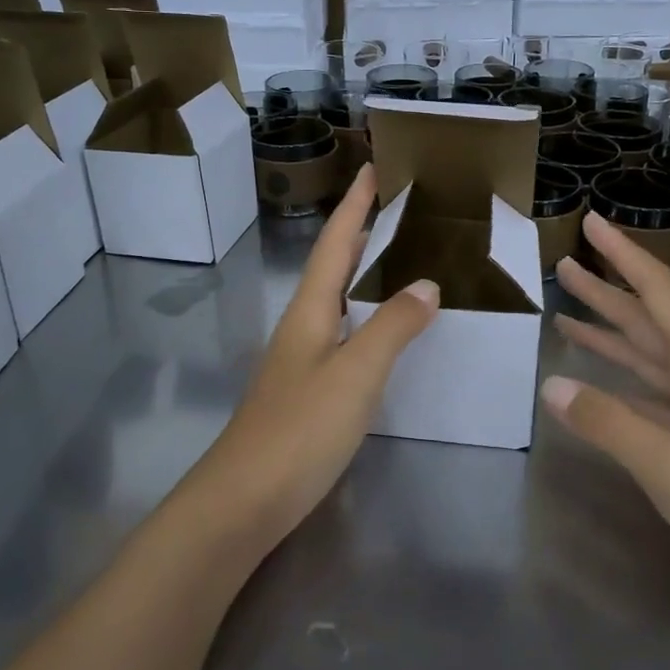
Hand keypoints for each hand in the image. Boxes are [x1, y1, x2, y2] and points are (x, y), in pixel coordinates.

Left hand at [188, 165, 438, 554]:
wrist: (243, 501)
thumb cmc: (300, 429)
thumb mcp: (355, 373)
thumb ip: (393, 327)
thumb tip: (426, 282)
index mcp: (310, 309)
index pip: (336, 242)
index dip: (355, 205)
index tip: (373, 168)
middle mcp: (302, 325)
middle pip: (333, 265)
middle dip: (361, 231)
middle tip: (398, 208)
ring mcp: (301, 359)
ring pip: (336, 299)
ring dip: (363, 271)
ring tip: (400, 258)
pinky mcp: (306, 390)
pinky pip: (343, 333)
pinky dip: (366, 315)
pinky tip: (384, 330)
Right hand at [542, 213, 669, 607]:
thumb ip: (607, 421)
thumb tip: (549, 383)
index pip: (656, 290)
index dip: (621, 253)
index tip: (590, 221)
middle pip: (648, 318)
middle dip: (606, 291)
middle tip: (562, 266)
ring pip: (650, 354)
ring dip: (610, 333)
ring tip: (566, 314)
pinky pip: (655, 392)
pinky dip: (624, 379)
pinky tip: (600, 382)